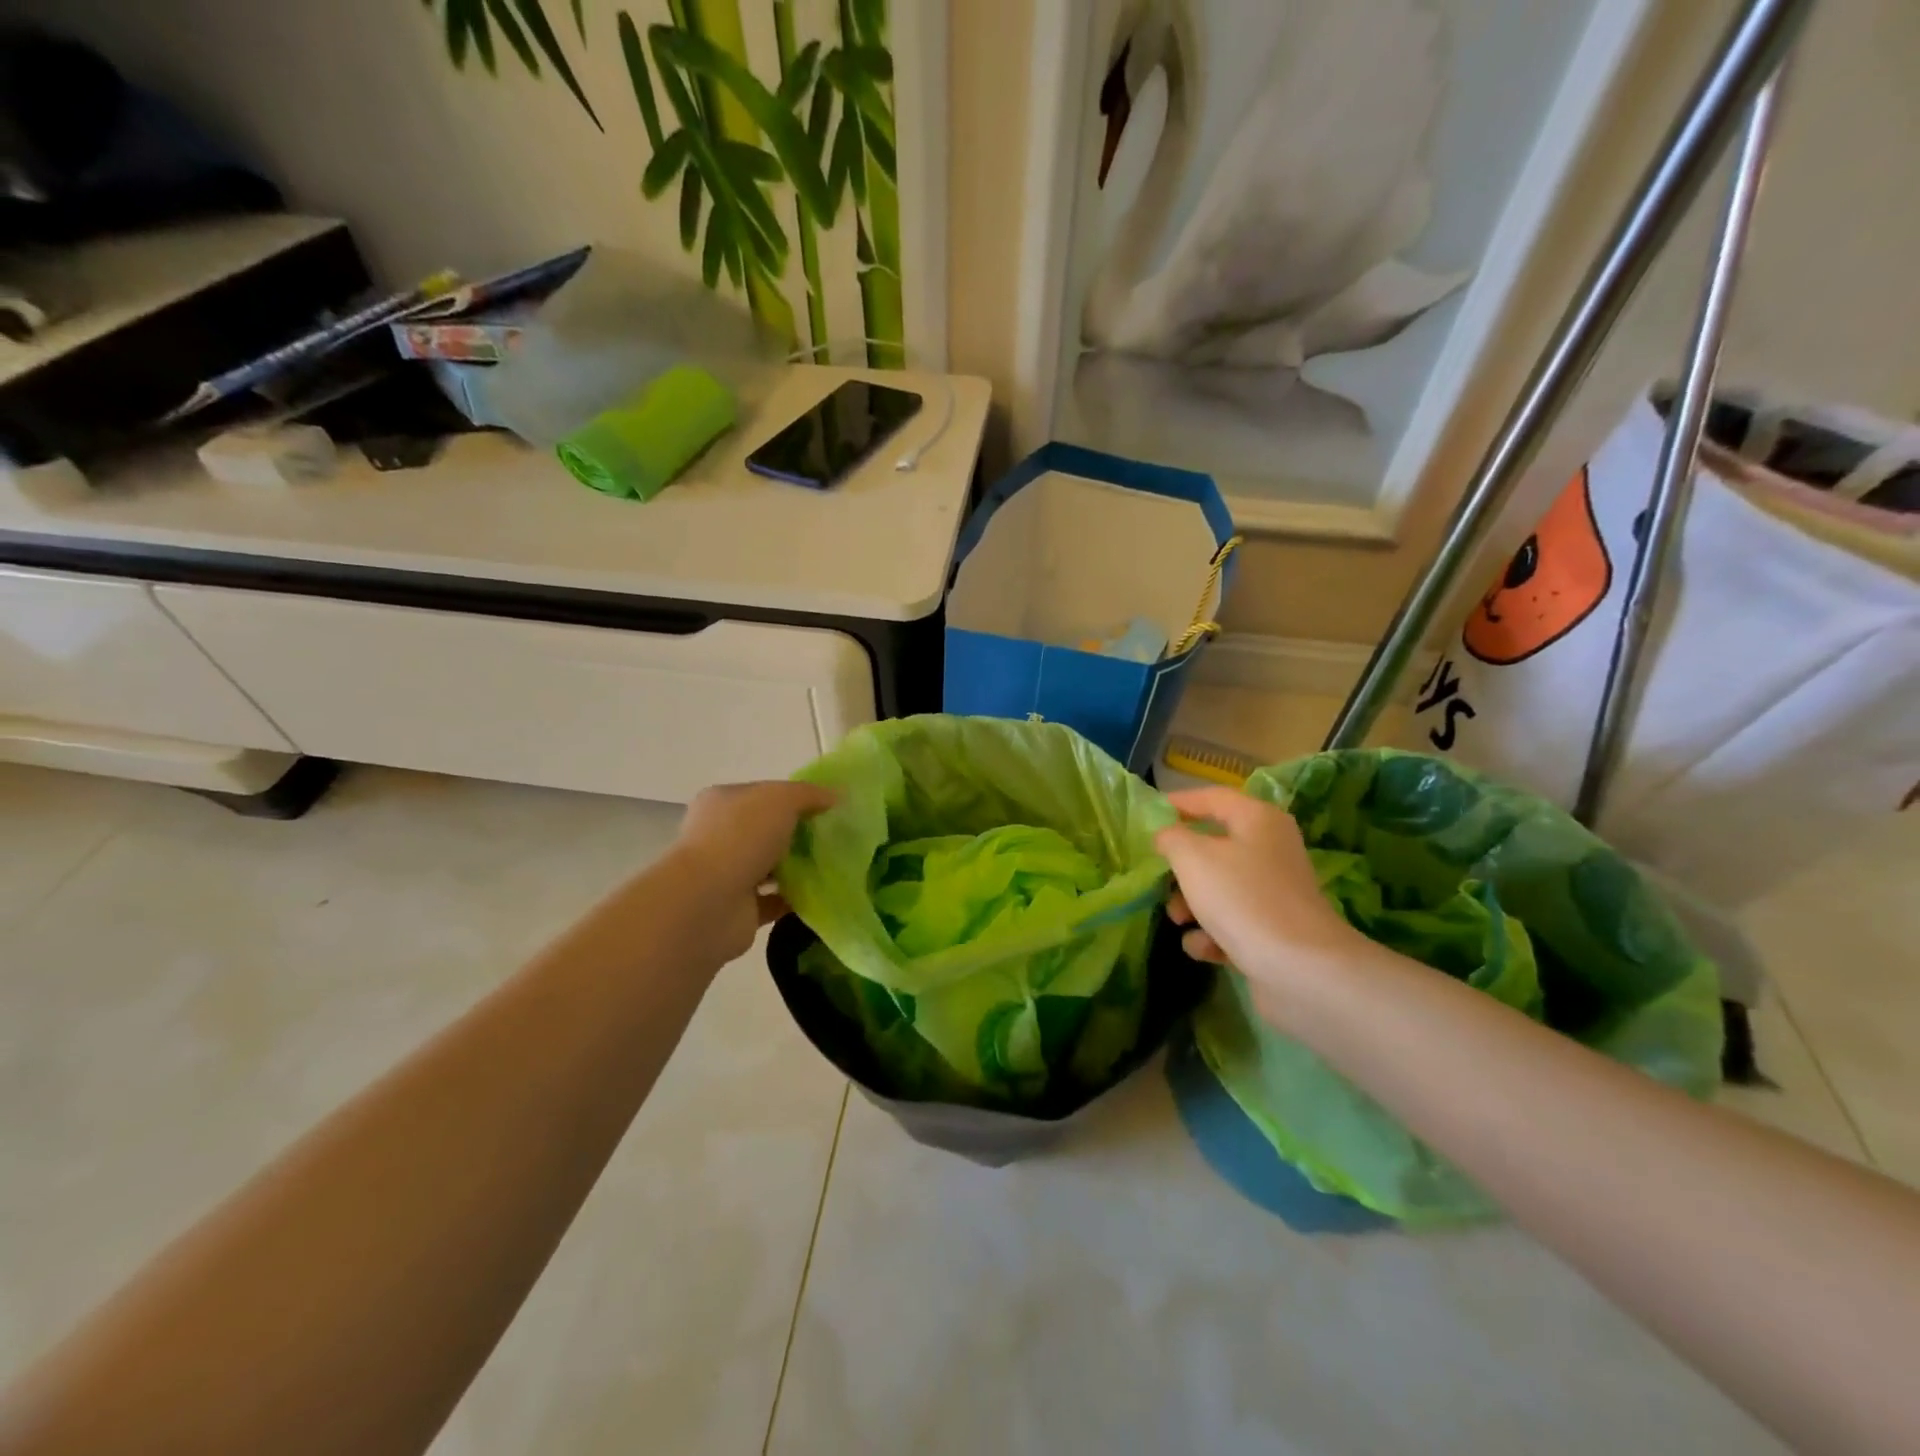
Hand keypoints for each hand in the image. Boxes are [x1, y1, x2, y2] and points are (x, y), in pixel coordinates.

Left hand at [666, 780, 836, 962]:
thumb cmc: (740, 838)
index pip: (764, 794)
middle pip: (768, 830)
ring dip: (798, 867)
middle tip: (837, 837)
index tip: (830, 807)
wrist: (708, 903)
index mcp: (722, 802)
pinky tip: (824, 892)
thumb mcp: (781, 799)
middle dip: (799, 833)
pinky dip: (797, 897)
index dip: (796, 797)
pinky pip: (776, 899)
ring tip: (836, 864)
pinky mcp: (741, 909)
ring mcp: (728, 875)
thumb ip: (809, 794)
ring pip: (772, 865)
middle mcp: (721, 836)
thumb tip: (837, 795)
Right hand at [1154, 786, 1368, 1028]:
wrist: (1299, 969)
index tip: (1148, 815)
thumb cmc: (1242, 899)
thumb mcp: (1193, 858)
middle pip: (1213, 847)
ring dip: (1191, 904)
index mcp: (1258, 820)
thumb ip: (1171, 838)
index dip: (1179, 803)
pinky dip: (1212, 934)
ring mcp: (1273, 892)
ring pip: (1219, 887)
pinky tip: (1205, 947)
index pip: (1212, 798)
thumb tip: (1166, 835)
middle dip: (1182, 866)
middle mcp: (1270, 850)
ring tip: (1178, 919)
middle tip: (1158, 876)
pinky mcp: (1272, 930)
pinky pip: (1231, 922)